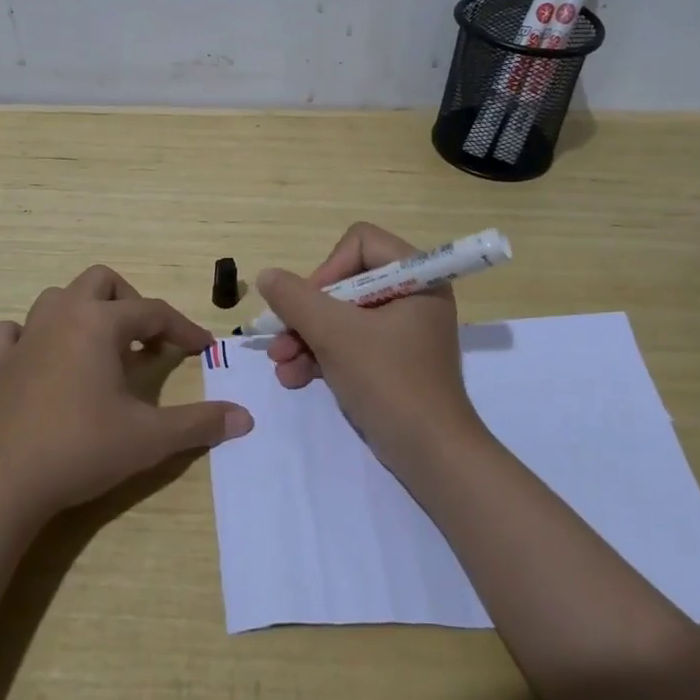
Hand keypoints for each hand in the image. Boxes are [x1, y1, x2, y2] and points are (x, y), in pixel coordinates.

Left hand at [0, 265, 252, 521]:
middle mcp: (62, 317)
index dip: (183, 329)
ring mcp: (25, 338)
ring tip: (102, 349)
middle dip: (130, 303)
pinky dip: (30, 336)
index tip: (203, 349)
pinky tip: (42, 359)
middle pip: (101, 282)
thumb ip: (199, 423)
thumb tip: (245, 418)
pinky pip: (12, 332)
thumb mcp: (149, 438)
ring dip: (84, 313)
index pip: (153, 311)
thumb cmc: (81, 449)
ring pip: (57, 298)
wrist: (1, 484)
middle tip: (145, 341)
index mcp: (99, 323)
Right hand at [256, 222, 486, 477]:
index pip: (360, 243)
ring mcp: (402, 330)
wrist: (432, 456)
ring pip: (342, 316)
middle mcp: (412, 295)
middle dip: (307, 313)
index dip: (327, 269)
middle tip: (280, 339)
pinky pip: (350, 343)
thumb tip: (267, 276)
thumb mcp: (335, 334)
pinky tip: (293, 378)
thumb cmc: (389, 382)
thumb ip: (296, 299)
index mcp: (417, 277)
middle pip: (344, 282)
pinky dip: (322, 356)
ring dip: (306, 337)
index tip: (309, 304)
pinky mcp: (392, 360)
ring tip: (280, 364)